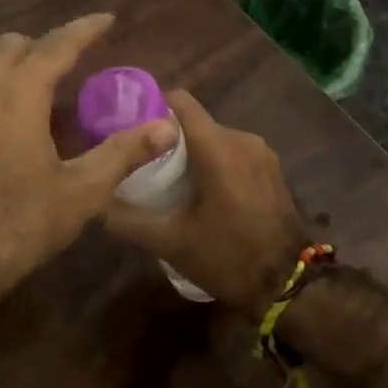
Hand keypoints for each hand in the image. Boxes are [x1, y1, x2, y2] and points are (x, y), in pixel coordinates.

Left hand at [0, 14, 173, 387]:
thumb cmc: (18, 225)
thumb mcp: (80, 192)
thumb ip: (123, 153)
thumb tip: (167, 127)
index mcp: (18, 95)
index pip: (56, 46)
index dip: (84, 30)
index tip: (107, 19)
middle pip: (14, 46)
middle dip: (47, 45)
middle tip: (77, 62)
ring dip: (19, 67)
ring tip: (49, 94)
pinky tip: (14, 127)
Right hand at [103, 91, 307, 315]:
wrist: (290, 286)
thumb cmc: (228, 257)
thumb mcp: (170, 243)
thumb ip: (129, 220)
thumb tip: (98, 204)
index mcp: (217, 147)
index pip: (179, 101)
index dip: (151, 108)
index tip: (131, 129)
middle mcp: (242, 139)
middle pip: (195, 123)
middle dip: (168, 140)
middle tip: (144, 166)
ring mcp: (262, 153)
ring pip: (215, 140)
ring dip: (193, 155)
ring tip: (171, 184)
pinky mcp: (273, 170)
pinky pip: (234, 154)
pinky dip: (215, 165)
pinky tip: (204, 195)